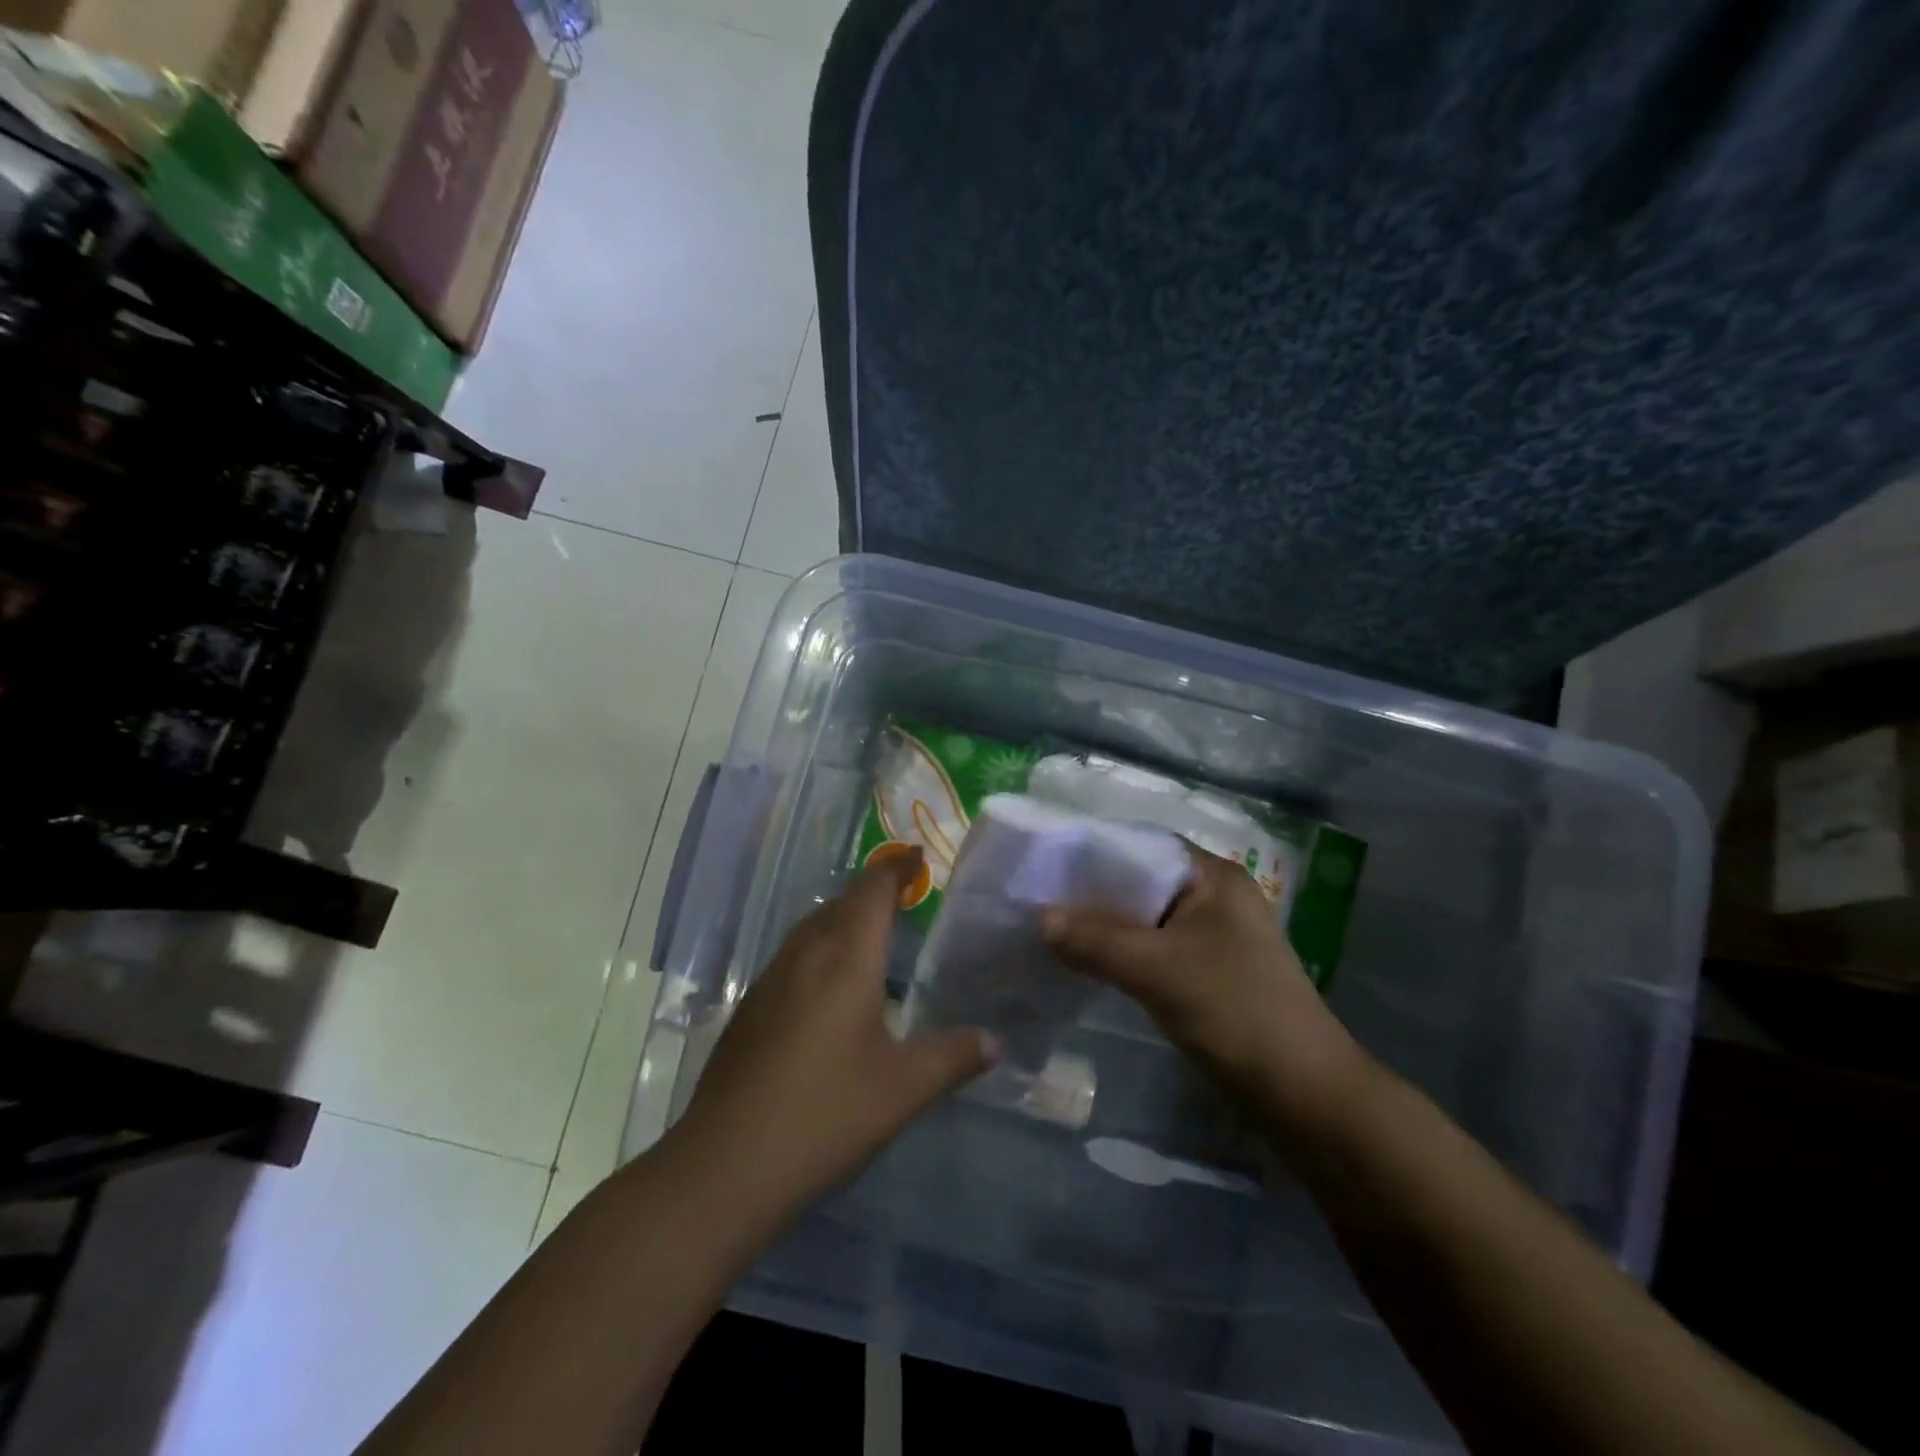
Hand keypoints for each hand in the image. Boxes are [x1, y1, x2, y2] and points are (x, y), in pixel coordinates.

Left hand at [674, 848, 997, 1218]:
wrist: (725, 1166)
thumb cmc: (825, 1115)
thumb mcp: (903, 1090)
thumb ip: (953, 1058)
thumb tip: (996, 1041)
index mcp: (845, 960)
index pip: (872, 892)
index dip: (895, 868)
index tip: (917, 855)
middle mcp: (805, 957)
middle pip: (839, 903)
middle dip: (871, 890)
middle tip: (904, 894)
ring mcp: (770, 982)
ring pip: (811, 928)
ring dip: (842, 917)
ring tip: (871, 932)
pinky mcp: (749, 1010)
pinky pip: (793, 957)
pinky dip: (820, 948)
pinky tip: (829, 986)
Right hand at [1043, 846, 1369, 1139]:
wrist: (1303, 1094)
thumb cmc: (1236, 1012)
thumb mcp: (1159, 971)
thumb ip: (1097, 941)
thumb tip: (1040, 919)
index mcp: (1213, 877)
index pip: (1141, 846)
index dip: (1092, 853)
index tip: (1045, 865)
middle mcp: (1212, 896)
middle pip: (1139, 882)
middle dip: (1092, 894)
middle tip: (1037, 901)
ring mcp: (1211, 935)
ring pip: (1143, 918)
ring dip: (1103, 926)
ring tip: (1051, 930)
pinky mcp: (1205, 970)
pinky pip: (1151, 947)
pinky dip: (1119, 952)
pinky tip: (1085, 962)